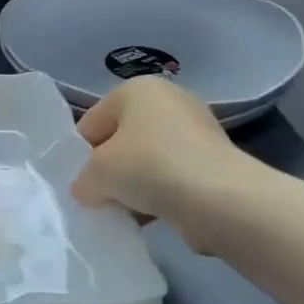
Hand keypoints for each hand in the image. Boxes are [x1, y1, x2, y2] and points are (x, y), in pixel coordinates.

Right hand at [70, 77, 242, 238]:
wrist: (221, 200)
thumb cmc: (149, 167)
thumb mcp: (97, 174)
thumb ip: (82, 181)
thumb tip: (88, 191)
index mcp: (135, 88)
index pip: (91, 124)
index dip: (82, 156)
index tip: (84, 184)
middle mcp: (167, 100)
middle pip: (121, 140)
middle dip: (111, 170)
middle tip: (105, 198)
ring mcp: (196, 129)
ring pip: (147, 160)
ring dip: (136, 185)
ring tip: (130, 211)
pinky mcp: (215, 160)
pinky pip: (173, 176)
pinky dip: (162, 193)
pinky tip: (155, 215)